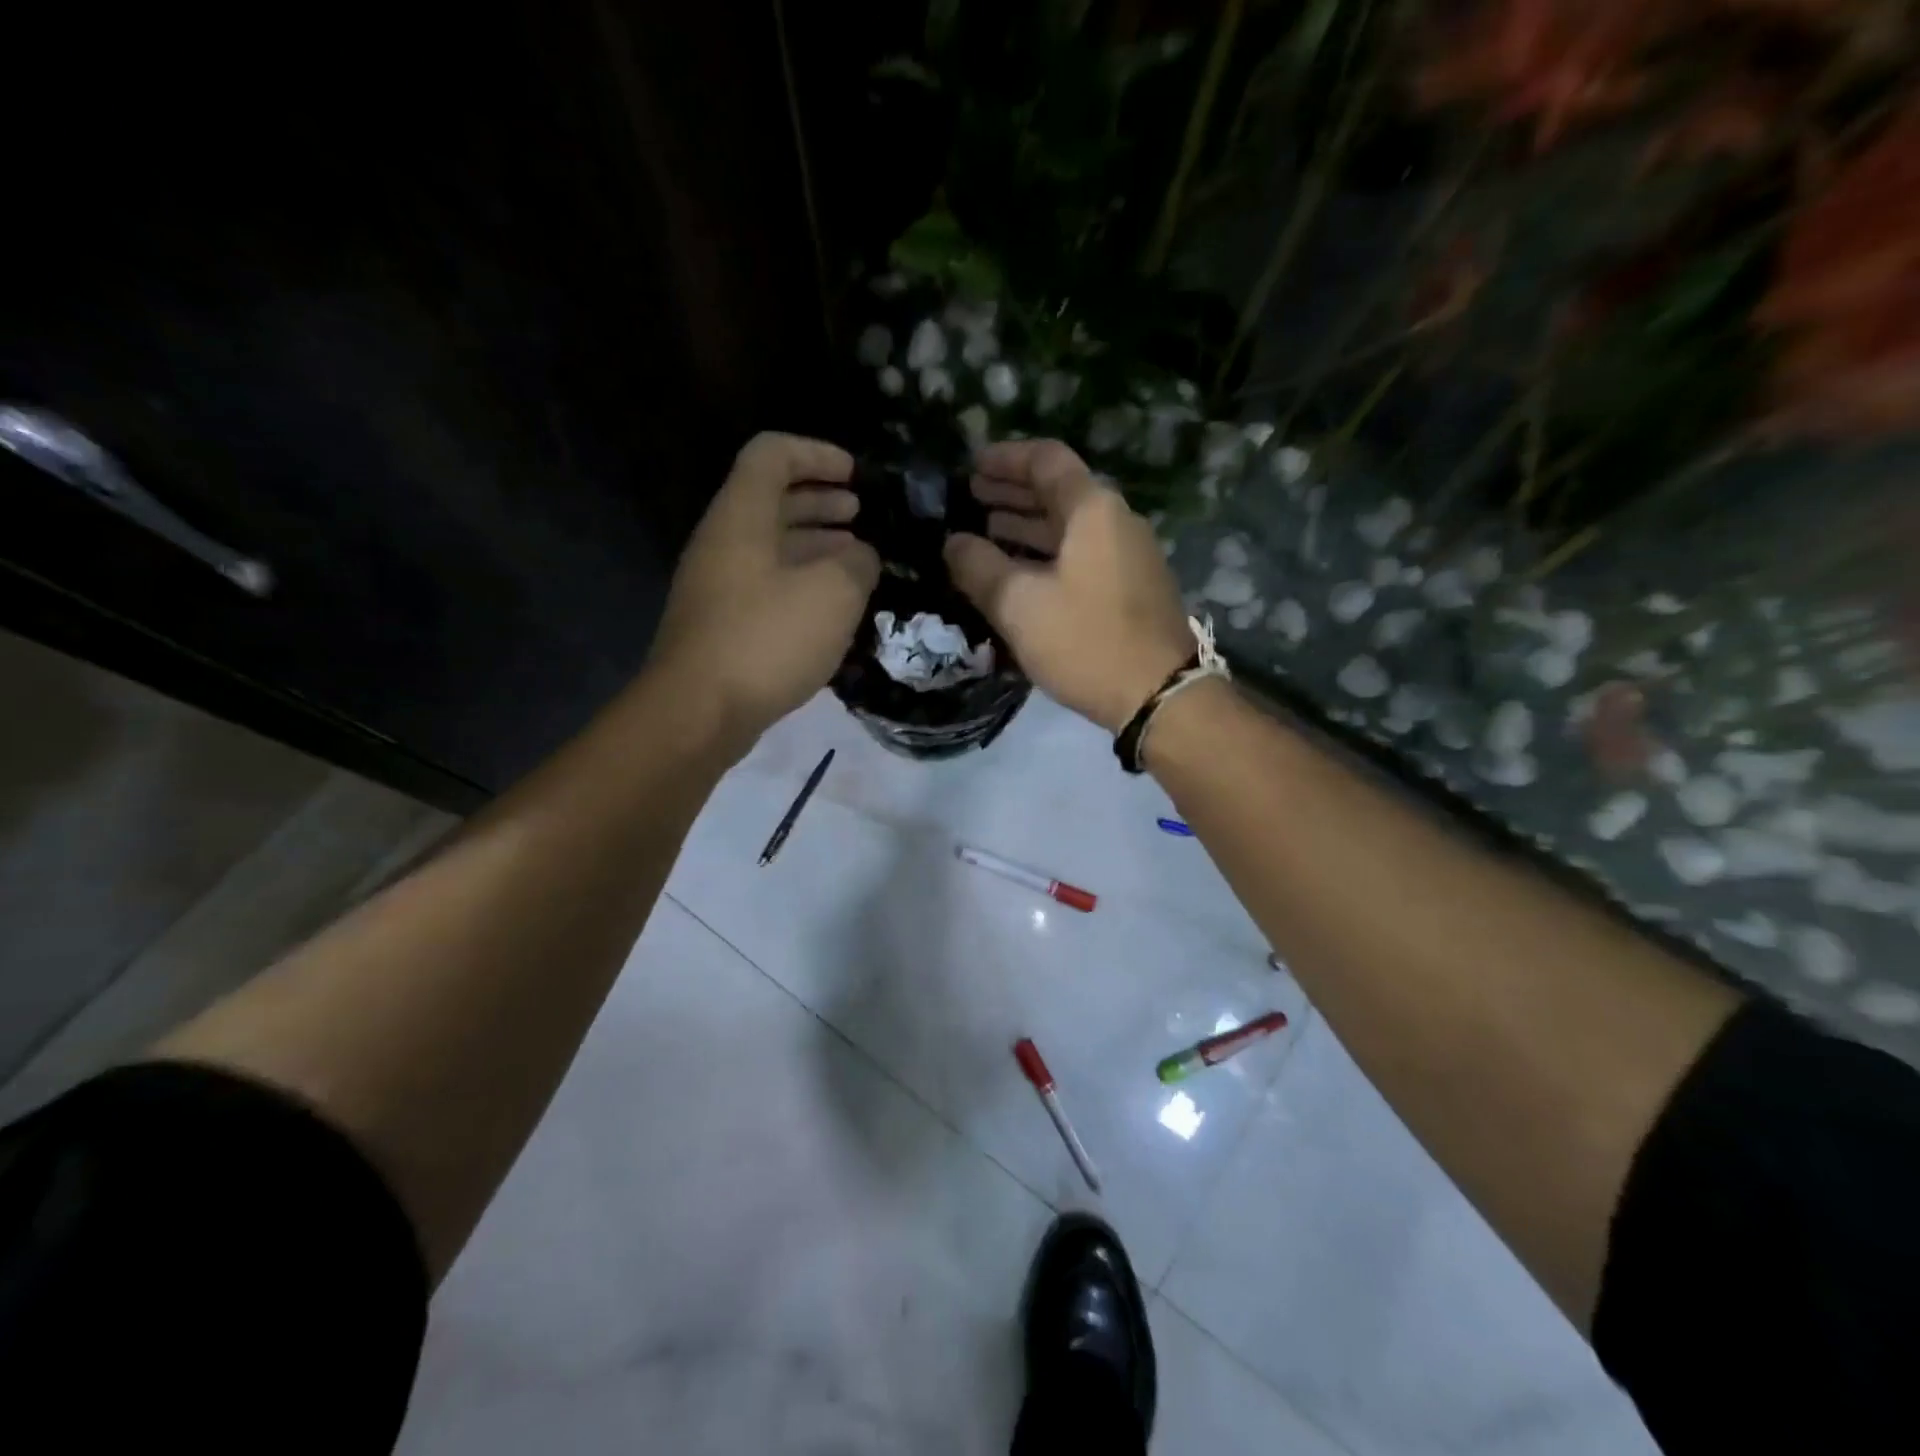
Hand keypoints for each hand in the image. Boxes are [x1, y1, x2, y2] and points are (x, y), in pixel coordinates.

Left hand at [651, 432, 878, 742]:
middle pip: (771, 500)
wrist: (699, 712)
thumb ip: (857, 564)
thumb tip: (862, 557)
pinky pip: (767, 585)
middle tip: (861, 514)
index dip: (816, 454)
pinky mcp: (722, 625)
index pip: (772, 454)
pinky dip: (803, 582)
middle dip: (820, 500)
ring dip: (815, 544)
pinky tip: (832, 606)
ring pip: (771, 547)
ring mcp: (718, 586)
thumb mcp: (833, 594)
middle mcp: (723, 543)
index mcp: (741, 517)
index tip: (855, 475)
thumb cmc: (767, 639)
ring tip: (857, 559)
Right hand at [944, 440, 1192, 733]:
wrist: (1158, 694)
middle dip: (1011, 493)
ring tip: (984, 532)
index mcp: (1093, 510)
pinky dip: (1045, 553)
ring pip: (1069, 527)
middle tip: (970, 498)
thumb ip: (979, 567)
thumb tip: (953, 543)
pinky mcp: (1129, 588)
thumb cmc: (1086, 640)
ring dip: (1026, 525)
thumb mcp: (1019, 604)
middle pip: (1058, 492)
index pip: (1046, 460)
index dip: (1004, 459)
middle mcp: (1115, 521)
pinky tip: (1018, 572)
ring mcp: (1127, 556)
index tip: (970, 467)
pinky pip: (1080, 554)